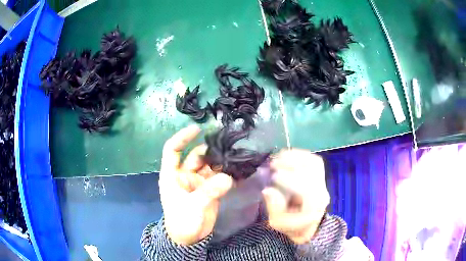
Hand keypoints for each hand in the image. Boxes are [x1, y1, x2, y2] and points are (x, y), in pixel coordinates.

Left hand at [159, 125, 233, 245]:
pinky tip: (239, 171)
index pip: (172, 150)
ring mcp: (198, 182)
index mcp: (172, 175)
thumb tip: (228, 177)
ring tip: (237, 157)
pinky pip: (219, 178)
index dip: (182, 138)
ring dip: (221, 162)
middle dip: (210, 150)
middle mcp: (185, 175)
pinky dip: (228, 174)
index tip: (197, 129)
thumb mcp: (191, 206)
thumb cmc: (181, 221)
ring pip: (210, 166)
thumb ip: (209, 191)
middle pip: (197, 156)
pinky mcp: (210, 190)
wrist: (189, 239)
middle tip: (229, 146)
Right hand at [262, 149, 328, 243]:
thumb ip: (274, 208)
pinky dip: (300, 154)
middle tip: (273, 164)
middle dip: (292, 165)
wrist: (307, 224)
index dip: (290, 181)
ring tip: (278, 157)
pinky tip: (286, 154)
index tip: (273, 176)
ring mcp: (322, 183)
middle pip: (312, 173)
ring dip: (296, 157)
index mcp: (313, 208)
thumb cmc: (292, 225)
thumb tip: (268, 190)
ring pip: (314, 163)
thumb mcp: (278, 223)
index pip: (307, 190)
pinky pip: (314, 160)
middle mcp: (322, 193)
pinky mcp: (320, 176)